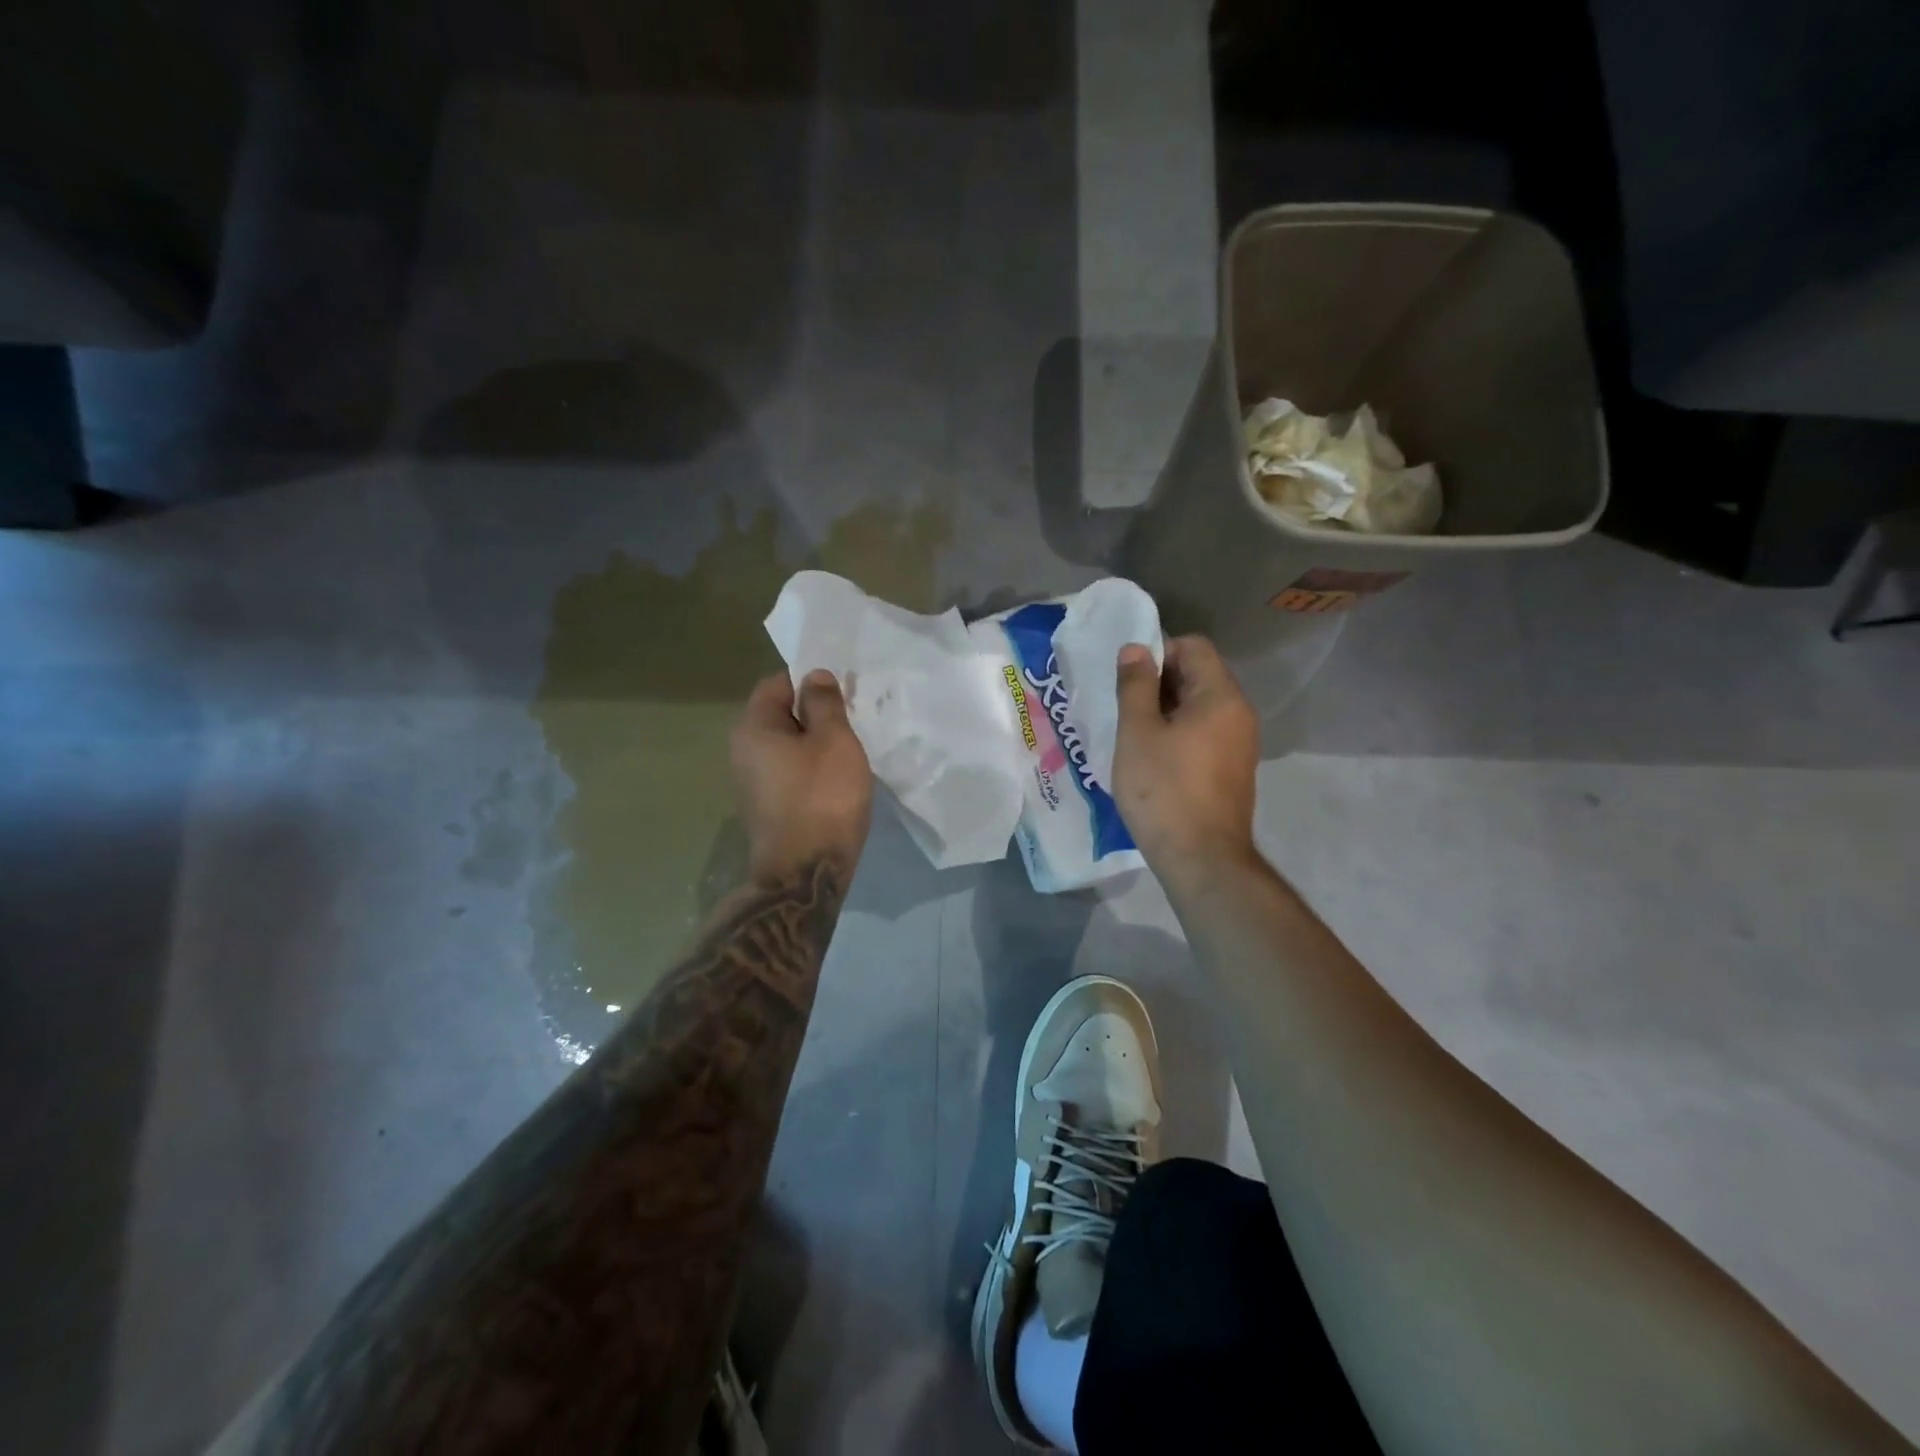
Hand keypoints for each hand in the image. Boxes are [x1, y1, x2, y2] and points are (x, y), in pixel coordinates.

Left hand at [731, 669, 873, 886]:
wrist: (806, 873)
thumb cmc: (821, 797)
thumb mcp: (834, 740)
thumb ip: (825, 703)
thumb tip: (814, 676)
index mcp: (753, 728)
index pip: (777, 684)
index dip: (810, 681)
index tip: (843, 690)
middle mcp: (743, 752)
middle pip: (782, 716)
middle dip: (817, 714)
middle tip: (854, 718)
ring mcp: (754, 784)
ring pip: (789, 748)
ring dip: (818, 745)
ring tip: (852, 750)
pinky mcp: (769, 809)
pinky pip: (792, 774)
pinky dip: (814, 770)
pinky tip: (839, 781)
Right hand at [1112, 635, 1259, 878]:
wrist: (1202, 858)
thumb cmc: (1164, 790)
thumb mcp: (1138, 732)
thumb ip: (1136, 686)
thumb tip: (1136, 648)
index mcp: (1220, 696)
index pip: (1193, 647)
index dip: (1158, 652)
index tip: (1127, 680)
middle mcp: (1239, 713)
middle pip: (1199, 675)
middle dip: (1159, 682)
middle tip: (1124, 707)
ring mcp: (1240, 744)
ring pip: (1200, 707)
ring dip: (1166, 710)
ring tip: (1134, 734)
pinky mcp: (1233, 769)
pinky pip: (1205, 733)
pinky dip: (1179, 734)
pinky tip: (1153, 759)